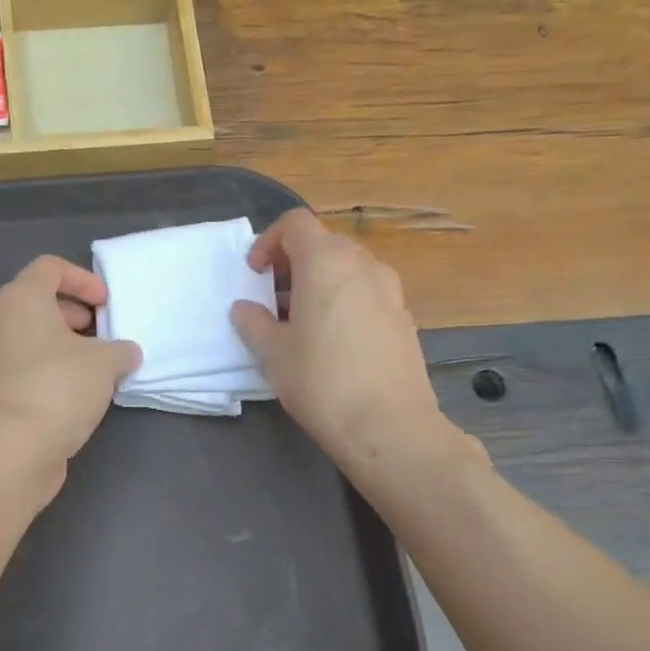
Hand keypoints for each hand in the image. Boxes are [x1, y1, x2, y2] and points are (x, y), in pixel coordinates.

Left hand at [0, 255, 140, 487]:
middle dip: (73, 314)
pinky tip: (75, 396)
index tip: (106, 305)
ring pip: (29, 337)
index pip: (49, 267)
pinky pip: (23, 367)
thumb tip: (124, 354)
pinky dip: (48, 371)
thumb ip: (120, 350)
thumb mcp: (105, 363)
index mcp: (20, 299)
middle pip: (36, 302)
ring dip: (62, 346)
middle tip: (101, 335)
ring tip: (94, 369)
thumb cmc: (58, 388)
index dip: (83, 279)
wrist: (9, 449)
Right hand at [230, 209, 449, 467]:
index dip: (269, 241)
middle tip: (272, 299)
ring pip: (347, 269)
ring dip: (319, 284)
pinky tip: (333, 343)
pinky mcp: (404, 319)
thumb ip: (253, 322)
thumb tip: (245, 308)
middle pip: (323, 244)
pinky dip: (344, 302)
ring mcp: (390, 291)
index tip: (255, 274)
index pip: (295, 223)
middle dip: (293, 264)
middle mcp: (364, 265)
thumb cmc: (321, 381)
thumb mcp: (272, 353)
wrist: (389, 426)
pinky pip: (366, 294)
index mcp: (327, 262)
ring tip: (300, 323)